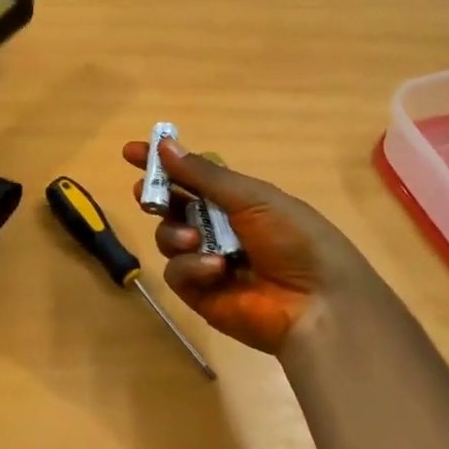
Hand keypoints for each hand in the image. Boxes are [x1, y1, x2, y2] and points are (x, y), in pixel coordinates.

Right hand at [122, 137, 373, 353]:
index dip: (163, 164)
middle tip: (144, 193)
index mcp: (237, 200)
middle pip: (173, 206)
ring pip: (168, 237)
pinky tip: (215, 270)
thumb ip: (205, 175)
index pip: (192, 176)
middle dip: (157, 197)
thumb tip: (165, 145)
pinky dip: (191, 267)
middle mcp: (219, 227)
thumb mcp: (253, 197)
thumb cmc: (295, 239)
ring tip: (193, 240)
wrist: (317, 303)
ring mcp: (206, 260)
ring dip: (175, 234)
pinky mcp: (199, 293)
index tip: (131, 152)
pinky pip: (177, 272)